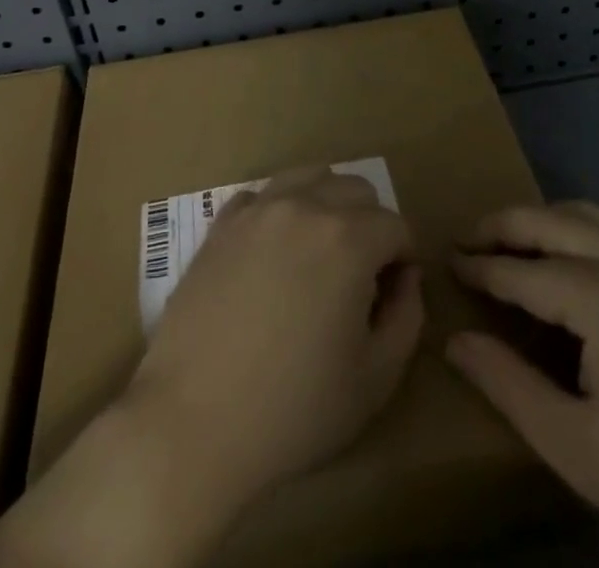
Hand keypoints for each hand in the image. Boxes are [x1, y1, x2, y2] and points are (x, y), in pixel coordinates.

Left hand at [0, 167, 421, 567]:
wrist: (192, 421)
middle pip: (356, 189)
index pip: (396, 225)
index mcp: (348, 238)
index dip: (403, 259)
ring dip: (327, 205)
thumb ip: (406, 317)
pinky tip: (273, 255)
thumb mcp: (376, 379)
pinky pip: (263, 196)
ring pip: (310, 177)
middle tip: (360, 276)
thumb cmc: (293, 410)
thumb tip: (404, 277)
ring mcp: (258, 209)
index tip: (391, 295)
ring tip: (319, 254)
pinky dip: (280, 212)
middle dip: (371, 224)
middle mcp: (305, 206)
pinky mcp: (222, 223)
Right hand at [448, 202, 598, 567]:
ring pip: (580, 212)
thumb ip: (508, 386)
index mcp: (594, 297)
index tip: (447, 264)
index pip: (517, 270)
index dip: (478, 268)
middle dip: (500, 226)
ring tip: (511, 241)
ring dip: (538, 218)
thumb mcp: (577, 447)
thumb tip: (455, 341)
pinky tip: (572, 253)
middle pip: (545, 221)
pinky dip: (575, 222)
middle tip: (467, 242)